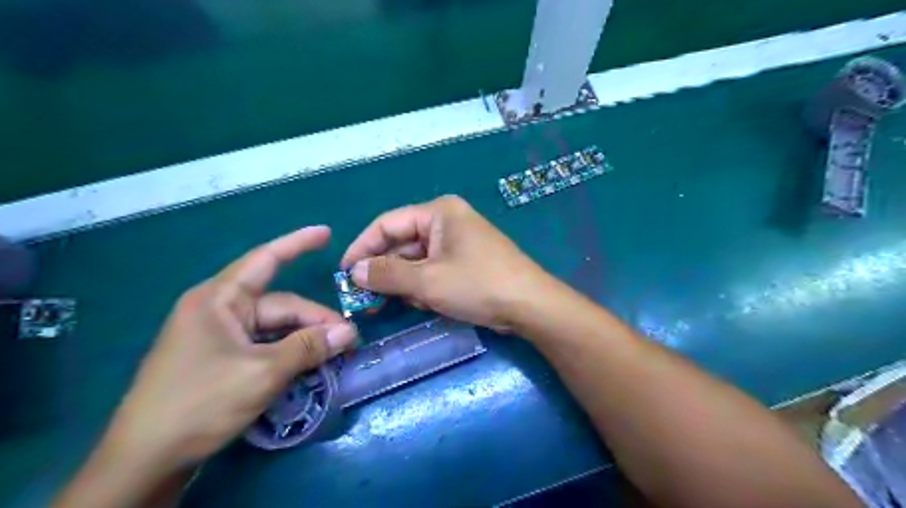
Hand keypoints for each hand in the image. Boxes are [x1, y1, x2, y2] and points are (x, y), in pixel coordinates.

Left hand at [107, 227, 355, 471]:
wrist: (144, 461)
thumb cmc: (199, 403)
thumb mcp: (262, 373)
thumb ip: (308, 348)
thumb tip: (349, 332)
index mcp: (219, 300)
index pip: (265, 260)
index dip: (298, 244)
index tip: (327, 233)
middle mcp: (218, 310)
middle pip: (279, 305)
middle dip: (314, 320)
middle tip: (348, 340)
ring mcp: (219, 335)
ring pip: (274, 327)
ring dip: (304, 339)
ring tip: (334, 354)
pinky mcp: (221, 357)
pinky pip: (264, 344)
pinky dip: (288, 351)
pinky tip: (308, 364)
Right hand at [342, 194, 547, 332]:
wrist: (530, 306)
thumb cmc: (477, 285)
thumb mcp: (427, 281)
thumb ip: (386, 273)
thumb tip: (354, 271)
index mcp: (438, 212)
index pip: (387, 224)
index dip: (362, 248)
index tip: (344, 274)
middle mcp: (447, 221)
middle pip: (402, 243)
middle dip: (385, 271)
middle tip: (364, 298)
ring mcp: (458, 242)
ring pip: (417, 260)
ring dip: (406, 283)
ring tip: (403, 304)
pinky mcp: (466, 262)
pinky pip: (433, 270)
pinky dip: (425, 286)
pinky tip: (428, 303)